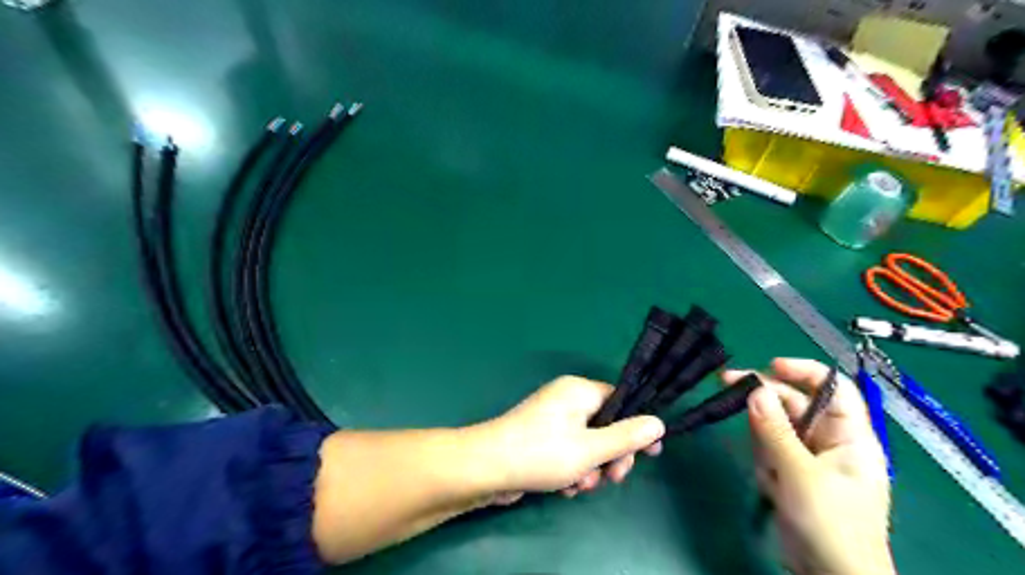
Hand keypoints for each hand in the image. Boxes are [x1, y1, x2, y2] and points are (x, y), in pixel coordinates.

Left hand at [477, 372, 670, 501]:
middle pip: (605, 426)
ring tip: (579, 486)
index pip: (619, 401)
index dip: (636, 427)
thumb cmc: (541, 453)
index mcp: (578, 390)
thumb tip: (658, 422)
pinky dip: (572, 470)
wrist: (486, 469)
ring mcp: (551, 420)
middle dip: (610, 456)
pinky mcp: (541, 439)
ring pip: (587, 444)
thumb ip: (626, 437)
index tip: (650, 453)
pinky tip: (564, 488)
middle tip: (613, 479)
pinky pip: (569, 452)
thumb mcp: (591, 448)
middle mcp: (566, 400)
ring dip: (590, 469)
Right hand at [724, 360, 893, 573]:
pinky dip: (765, 463)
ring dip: (764, 442)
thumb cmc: (830, 523)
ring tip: (771, 473)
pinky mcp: (792, 472)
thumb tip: (754, 389)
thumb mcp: (800, 473)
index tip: (769, 365)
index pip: (833, 388)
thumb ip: (775, 429)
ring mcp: (810, 457)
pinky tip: (772, 486)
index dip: (804, 371)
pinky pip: (770, 450)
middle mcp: (830, 440)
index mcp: (850, 436)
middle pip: (795, 403)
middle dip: (765, 400)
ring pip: (776, 427)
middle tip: (726, 382)